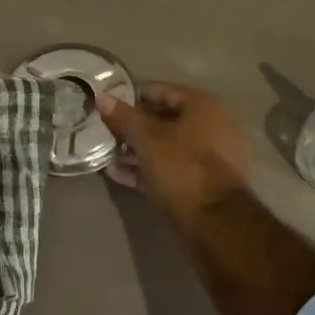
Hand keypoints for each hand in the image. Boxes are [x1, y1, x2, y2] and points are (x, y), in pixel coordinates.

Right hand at [95, 83, 250, 223]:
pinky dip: (147, 168)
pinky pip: (170, 168)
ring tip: (106, 155)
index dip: (131, 97)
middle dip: (132, 127)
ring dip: (136, 150)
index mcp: (203, 106)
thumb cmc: (181, 168)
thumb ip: (123, 117)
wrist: (214, 223)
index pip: (160, 91)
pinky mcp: (201, 183)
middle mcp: (211, 126)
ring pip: (165, 146)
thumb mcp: (147, 139)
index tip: (106, 106)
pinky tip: (118, 174)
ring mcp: (208, 157)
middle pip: (163, 119)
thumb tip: (100, 95)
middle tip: (104, 132)